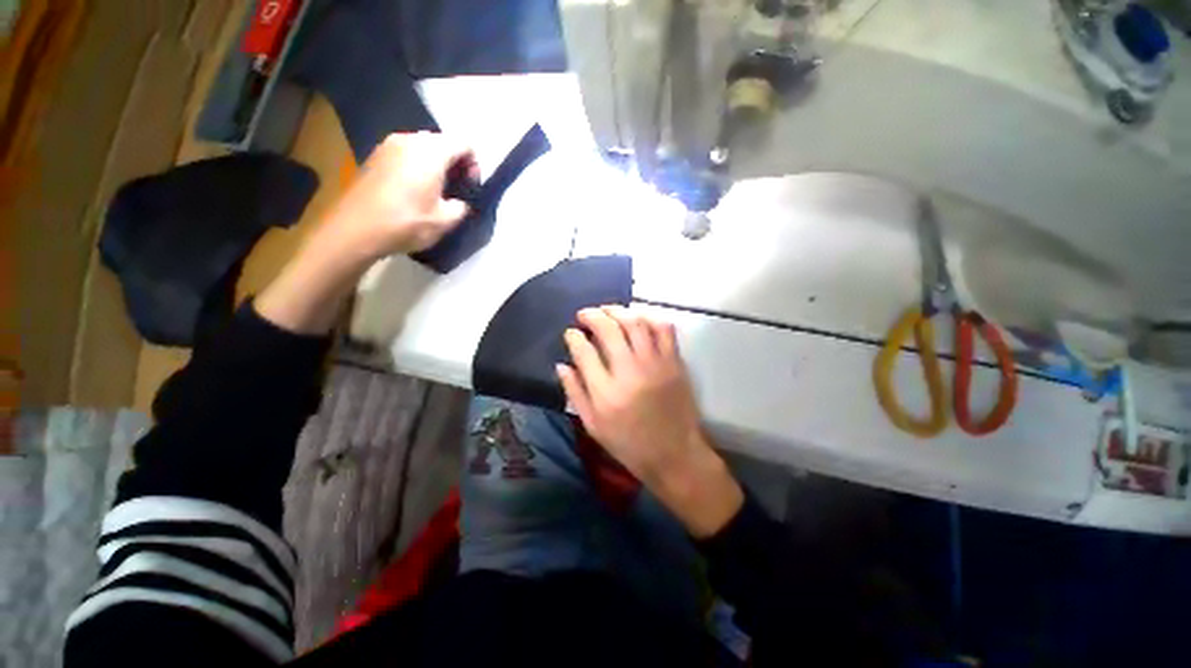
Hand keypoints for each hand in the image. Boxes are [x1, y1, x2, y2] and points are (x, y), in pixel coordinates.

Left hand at [322, 132, 477, 261]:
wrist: (356, 229)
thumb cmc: (406, 223)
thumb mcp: (445, 221)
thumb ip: (460, 207)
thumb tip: (459, 202)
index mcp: (431, 152)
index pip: (464, 144)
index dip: (474, 164)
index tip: (471, 186)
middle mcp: (410, 140)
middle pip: (443, 142)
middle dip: (455, 163)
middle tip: (456, 189)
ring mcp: (388, 145)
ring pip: (423, 147)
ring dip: (435, 164)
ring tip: (436, 190)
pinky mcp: (375, 156)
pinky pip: (405, 154)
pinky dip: (416, 166)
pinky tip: (414, 190)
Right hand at [558, 306, 742, 537]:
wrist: (675, 454)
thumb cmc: (629, 445)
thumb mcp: (593, 426)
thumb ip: (575, 393)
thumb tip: (561, 365)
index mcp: (606, 393)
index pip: (584, 351)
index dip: (574, 336)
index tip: (571, 332)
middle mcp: (630, 372)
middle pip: (608, 329)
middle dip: (592, 315)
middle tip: (585, 314)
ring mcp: (655, 364)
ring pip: (635, 323)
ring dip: (618, 311)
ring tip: (607, 310)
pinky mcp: (674, 362)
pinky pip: (663, 329)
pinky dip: (649, 317)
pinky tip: (638, 318)